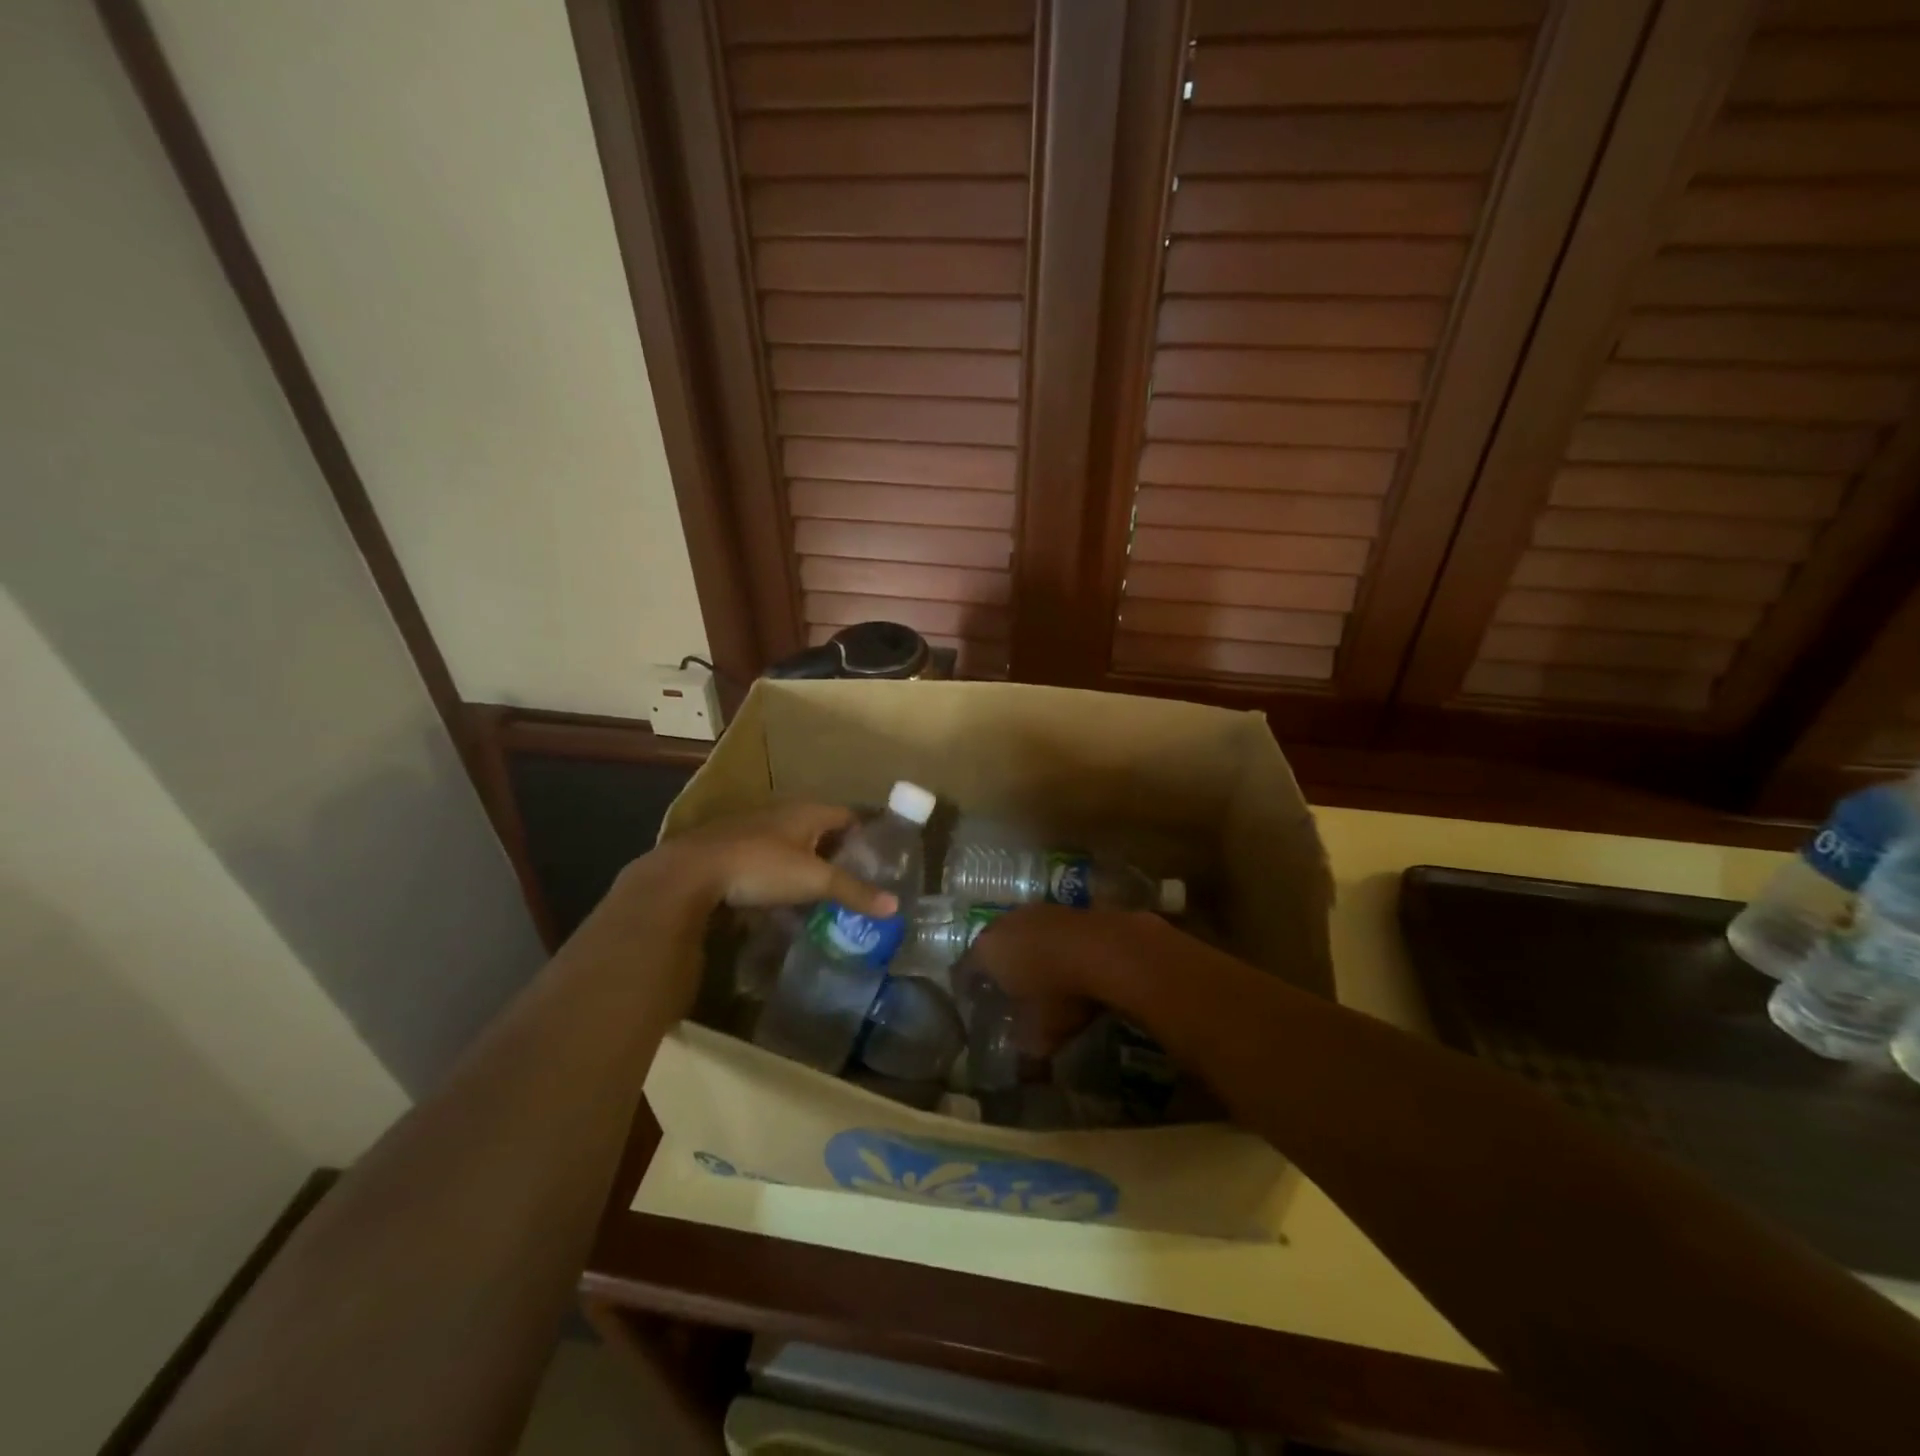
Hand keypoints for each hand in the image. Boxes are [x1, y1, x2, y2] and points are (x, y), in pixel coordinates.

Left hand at [653, 801, 897, 916]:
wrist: (692, 871)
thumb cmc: (761, 866)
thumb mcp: (813, 880)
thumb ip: (853, 891)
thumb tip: (894, 907)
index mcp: (807, 812)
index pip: (848, 815)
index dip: (866, 833)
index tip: (880, 856)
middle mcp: (783, 813)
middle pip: (820, 829)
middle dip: (838, 851)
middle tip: (857, 878)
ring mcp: (754, 829)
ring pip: (793, 844)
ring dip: (808, 863)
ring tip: (824, 891)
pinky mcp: (732, 848)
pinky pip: (769, 858)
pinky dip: (782, 874)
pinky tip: (784, 897)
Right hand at [968, 906, 1162, 1054]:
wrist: (1109, 950)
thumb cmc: (1060, 995)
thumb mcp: (1040, 1036)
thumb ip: (1023, 1050)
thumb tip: (1022, 1065)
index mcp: (986, 952)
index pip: (963, 972)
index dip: (968, 992)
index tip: (977, 1010)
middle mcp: (1003, 924)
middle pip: (990, 948)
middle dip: (995, 971)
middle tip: (1006, 995)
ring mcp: (1035, 910)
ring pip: (1020, 935)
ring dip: (1025, 954)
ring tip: (1038, 979)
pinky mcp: (1064, 907)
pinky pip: (1047, 930)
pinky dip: (1050, 946)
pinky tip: (1065, 964)